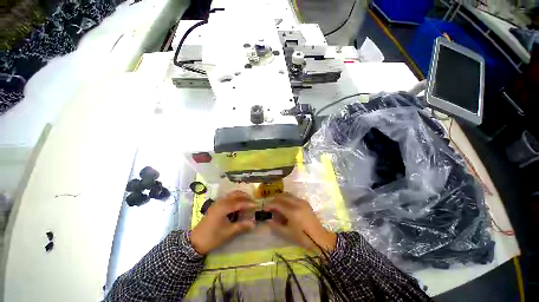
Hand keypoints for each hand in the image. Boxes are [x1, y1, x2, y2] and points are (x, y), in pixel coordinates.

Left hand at [190, 191, 255, 254]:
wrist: (195, 241)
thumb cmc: (212, 237)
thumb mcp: (228, 233)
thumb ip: (241, 226)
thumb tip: (254, 223)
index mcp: (224, 208)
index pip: (239, 203)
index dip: (248, 204)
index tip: (256, 206)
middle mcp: (221, 202)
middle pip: (235, 195)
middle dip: (245, 196)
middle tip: (253, 200)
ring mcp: (217, 202)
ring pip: (231, 194)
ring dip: (240, 195)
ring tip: (247, 199)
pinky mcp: (215, 205)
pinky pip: (227, 197)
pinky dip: (234, 197)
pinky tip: (237, 202)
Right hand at [265, 193, 336, 252]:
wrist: (320, 238)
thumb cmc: (303, 237)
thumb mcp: (287, 233)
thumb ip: (275, 225)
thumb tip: (266, 219)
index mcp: (293, 211)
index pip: (277, 203)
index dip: (269, 205)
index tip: (264, 209)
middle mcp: (297, 203)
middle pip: (282, 196)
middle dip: (274, 200)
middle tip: (269, 207)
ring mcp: (302, 201)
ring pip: (287, 195)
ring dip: (280, 198)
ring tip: (276, 206)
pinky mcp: (305, 202)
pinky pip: (292, 197)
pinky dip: (286, 199)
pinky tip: (285, 207)